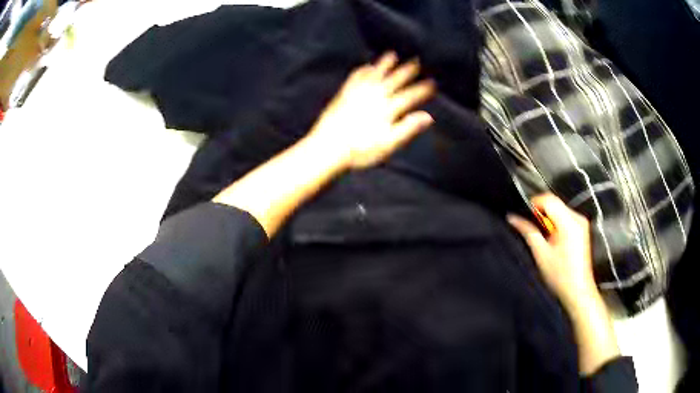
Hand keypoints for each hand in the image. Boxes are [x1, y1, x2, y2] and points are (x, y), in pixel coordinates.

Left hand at [308, 52, 435, 169]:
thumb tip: (428, 116)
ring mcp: (358, 94)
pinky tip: (366, 66)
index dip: (421, 89)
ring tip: (392, 54)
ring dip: (384, 64)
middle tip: (417, 61)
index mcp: (387, 110)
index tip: (432, 82)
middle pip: (394, 81)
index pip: (409, 96)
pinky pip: (355, 78)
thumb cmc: (360, 150)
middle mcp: (374, 97)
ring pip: (375, 74)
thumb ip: (408, 128)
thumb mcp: (388, 144)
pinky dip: (362, 71)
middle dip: (407, 71)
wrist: (328, 147)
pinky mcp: (344, 94)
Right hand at [508, 194, 621, 374]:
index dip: (534, 203)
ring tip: (542, 236)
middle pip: (555, 203)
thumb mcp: (541, 254)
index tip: (524, 215)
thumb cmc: (560, 276)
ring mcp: (582, 223)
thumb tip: (513, 218)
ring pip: (560, 209)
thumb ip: (528, 232)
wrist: (579, 291)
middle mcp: (578, 218)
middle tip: (531, 227)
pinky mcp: (582, 229)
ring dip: (548, 217)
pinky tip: (552, 239)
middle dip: (541, 212)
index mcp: (569, 223)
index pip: (549, 199)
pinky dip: (556, 222)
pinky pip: (566, 217)